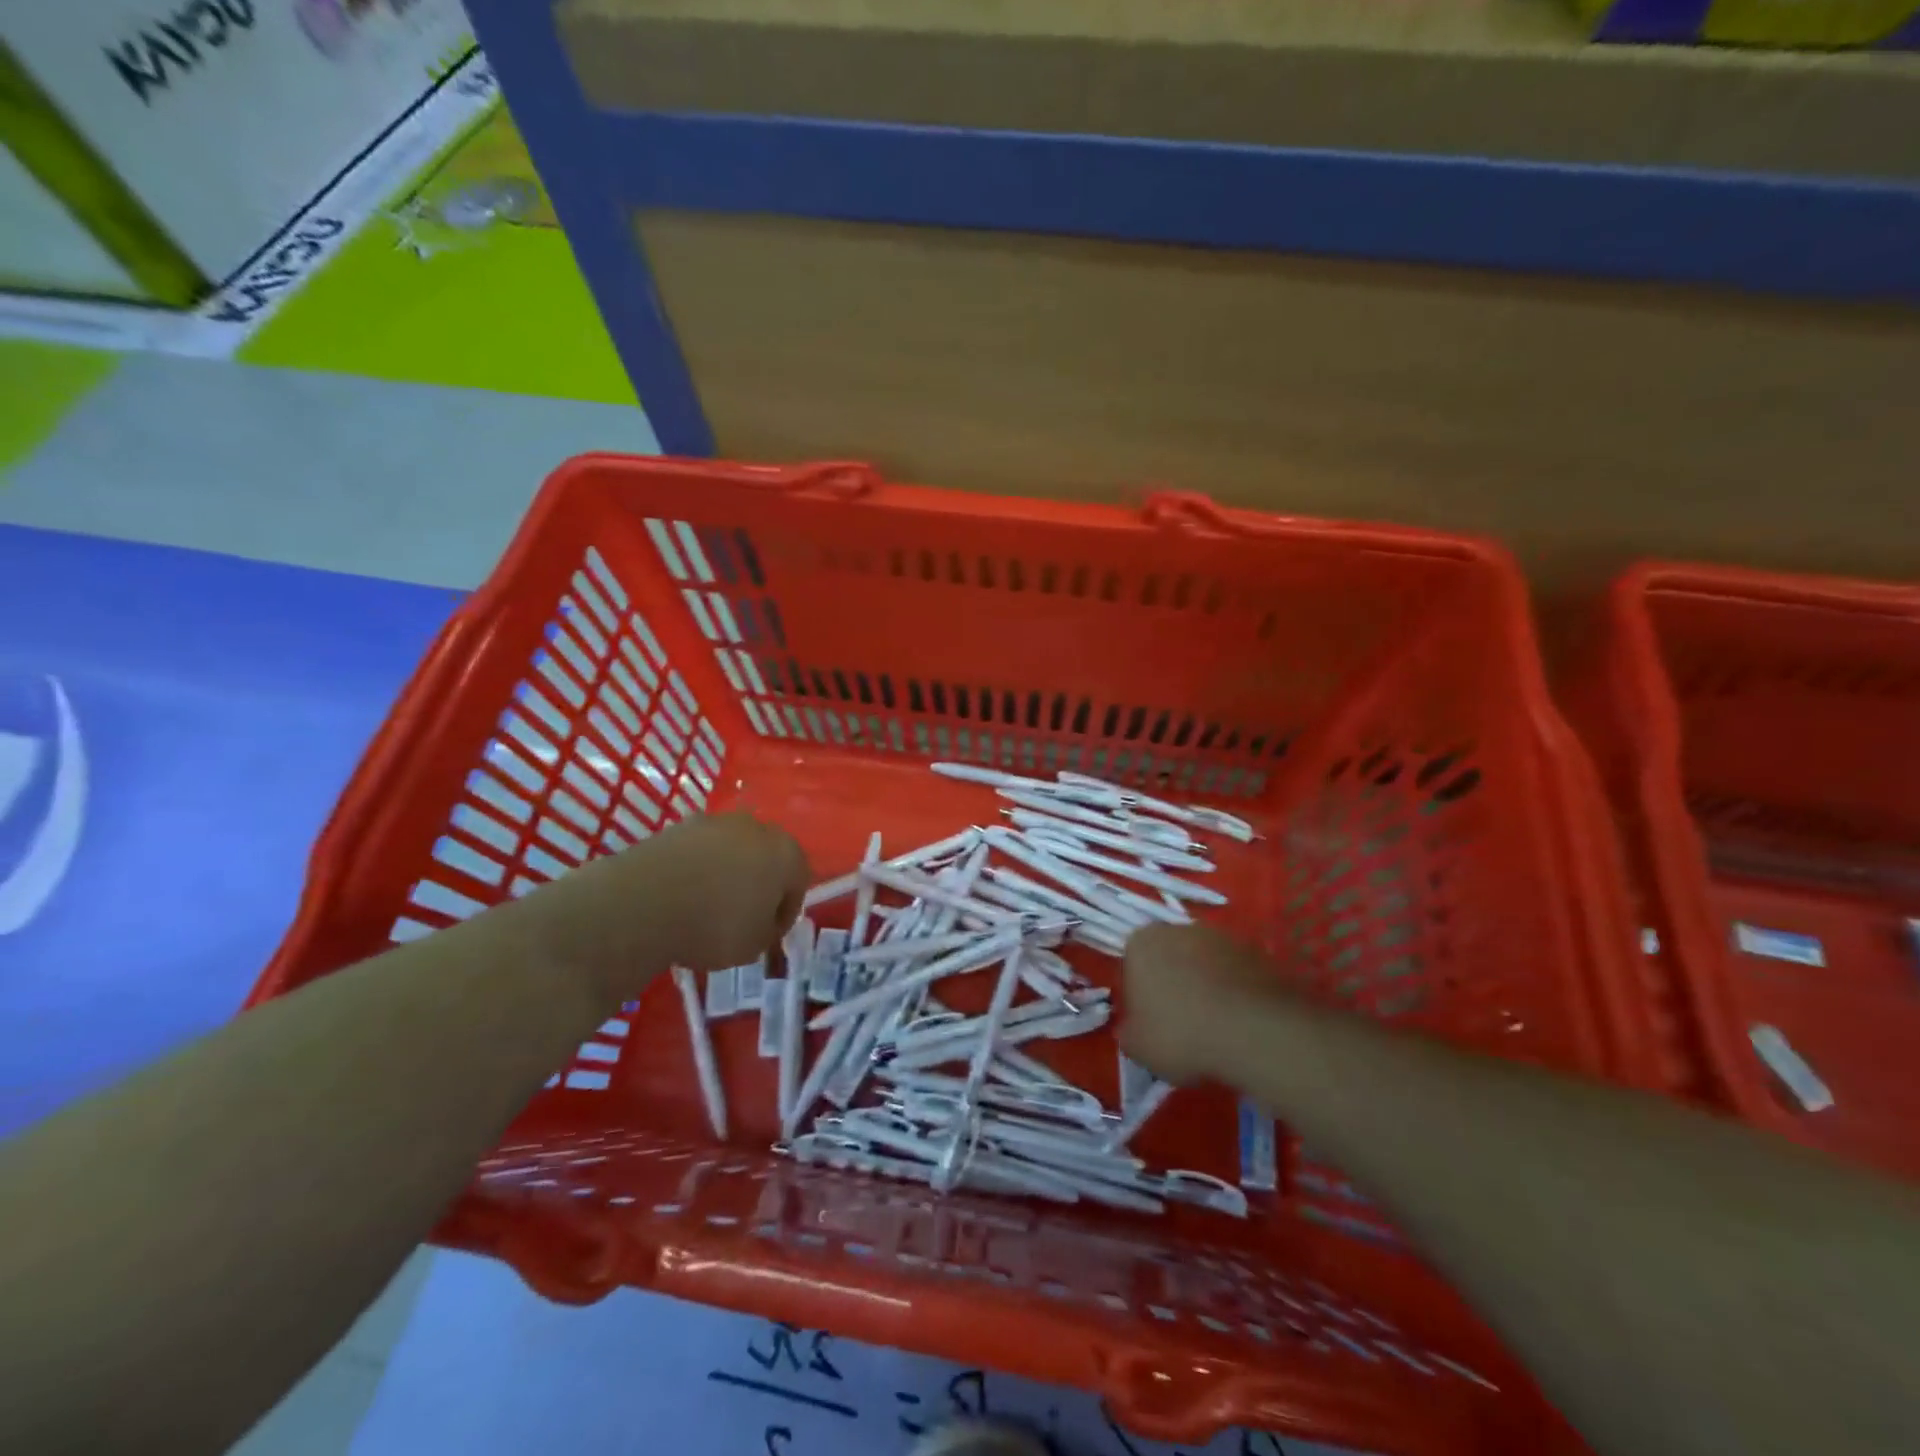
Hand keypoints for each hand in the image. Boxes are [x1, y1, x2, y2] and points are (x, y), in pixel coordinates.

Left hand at [534, 812, 809, 998]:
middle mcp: (757, 828)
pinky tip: (681, 897)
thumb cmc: (715, 926)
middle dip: (758, 885)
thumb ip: (767, 930)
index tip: (767, 936)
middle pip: (766, 858)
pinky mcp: (679, 825)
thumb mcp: (754, 946)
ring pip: (732, 851)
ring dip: (726, 874)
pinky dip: (696, 870)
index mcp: (787, 853)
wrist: (644, 902)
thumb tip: (761, 922)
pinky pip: (699, 851)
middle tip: (741, 918)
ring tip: (705, 908)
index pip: (798, 882)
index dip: (784, 913)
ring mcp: (716, 822)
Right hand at [1121, 922, 1280, 1084]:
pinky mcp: (1255, 951)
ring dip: (1205, 984)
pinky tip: (1240, 1021)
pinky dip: (1234, 990)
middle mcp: (1178, 929)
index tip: (1149, 1021)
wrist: (1254, 1033)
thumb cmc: (1182, 1034)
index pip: (1131, 963)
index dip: (1138, 993)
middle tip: (1180, 1022)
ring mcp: (1220, 937)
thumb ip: (1127, 1031)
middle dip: (1172, 982)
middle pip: (1168, 956)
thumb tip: (1132, 1028)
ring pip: (1204, 962)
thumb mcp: (1137, 1046)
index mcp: (1141, 943)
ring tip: (1215, 1025)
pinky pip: (1234, 972)